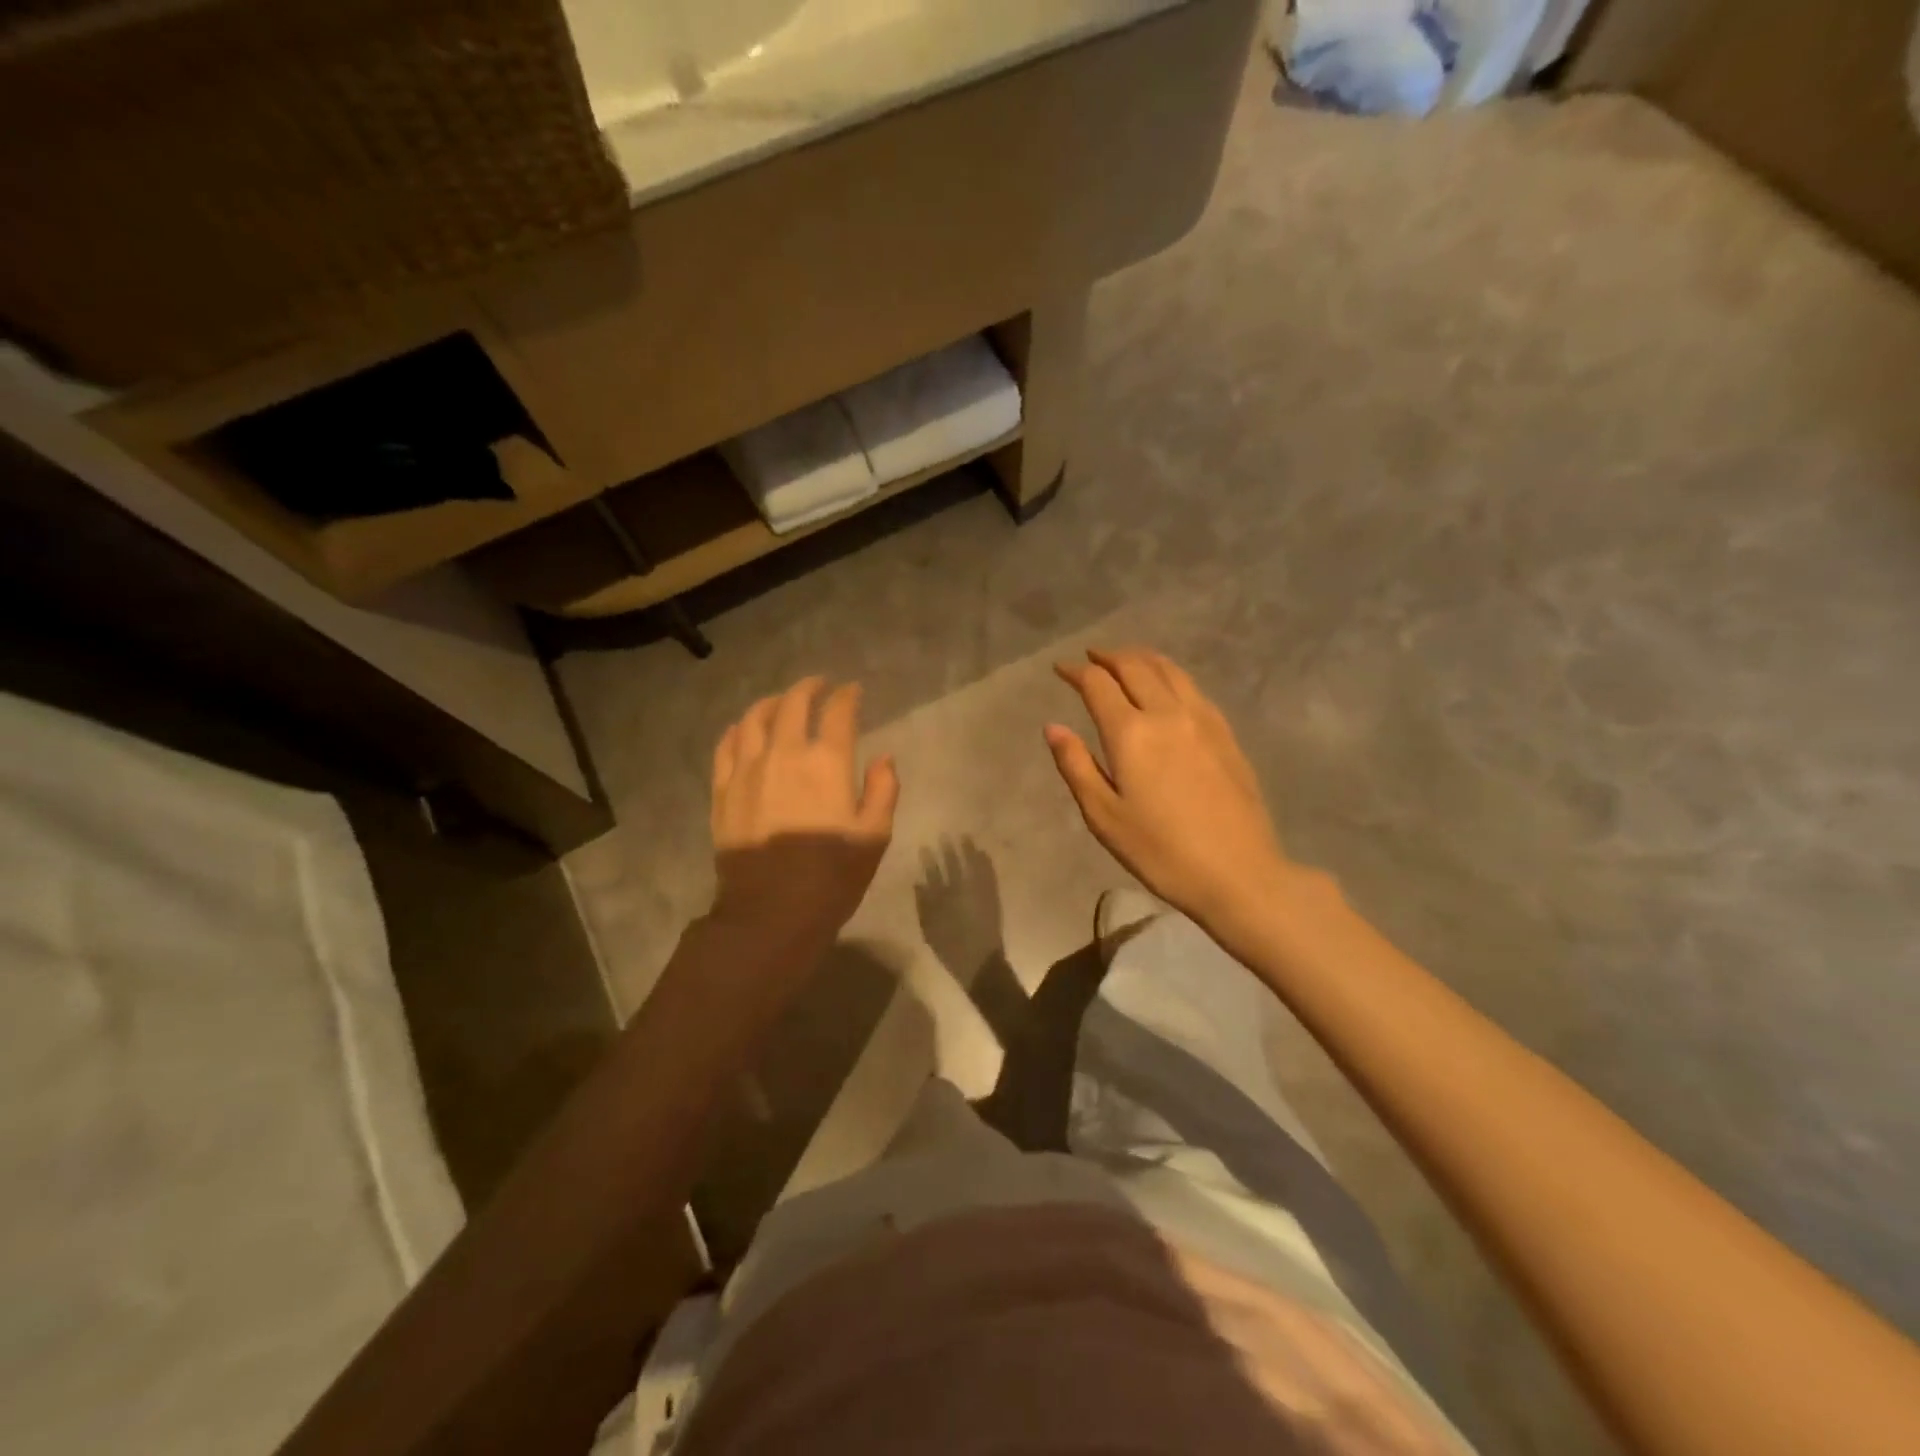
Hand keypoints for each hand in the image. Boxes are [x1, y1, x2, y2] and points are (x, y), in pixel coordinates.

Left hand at [710, 677, 898, 951]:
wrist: (769, 914)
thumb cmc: (831, 878)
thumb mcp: (874, 837)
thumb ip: (883, 791)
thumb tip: (883, 759)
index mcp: (827, 763)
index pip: (838, 713)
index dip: (848, 696)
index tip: (854, 691)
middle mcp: (784, 754)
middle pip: (793, 704)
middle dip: (810, 688)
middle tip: (821, 685)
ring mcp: (747, 770)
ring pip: (755, 718)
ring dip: (773, 702)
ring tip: (783, 701)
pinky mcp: (723, 790)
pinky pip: (726, 746)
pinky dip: (737, 729)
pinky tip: (743, 728)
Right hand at [914, 837, 1005, 982]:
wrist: (980, 964)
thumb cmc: (951, 950)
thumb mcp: (929, 931)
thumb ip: (923, 906)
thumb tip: (919, 883)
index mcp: (942, 900)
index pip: (933, 874)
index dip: (929, 860)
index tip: (925, 847)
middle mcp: (960, 891)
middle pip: (953, 866)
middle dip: (949, 850)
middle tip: (945, 835)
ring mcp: (978, 893)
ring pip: (972, 866)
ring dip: (968, 851)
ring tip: (965, 837)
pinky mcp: (992, 897)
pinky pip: (989, 875)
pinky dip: (985, 863)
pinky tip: (983, 853)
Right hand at [1045, 648, 1290, 933]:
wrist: (1238, 872)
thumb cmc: (1160, 851)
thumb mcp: (1104, 816)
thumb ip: (1076, 766)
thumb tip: (1053, 726)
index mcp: (1131, 733)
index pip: (1098, 684)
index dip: (1076, 671)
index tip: (1061, 669)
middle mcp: (1166, 713)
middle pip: (1135, 666)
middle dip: (1108, 656)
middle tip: (1090, 657)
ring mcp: (1202, 720)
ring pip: (1169, 670)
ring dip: (1141, 658)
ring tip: (1126, 660)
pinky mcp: (1225, 733)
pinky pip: (1192, 687)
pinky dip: (1170, 674)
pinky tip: (1167, 687)